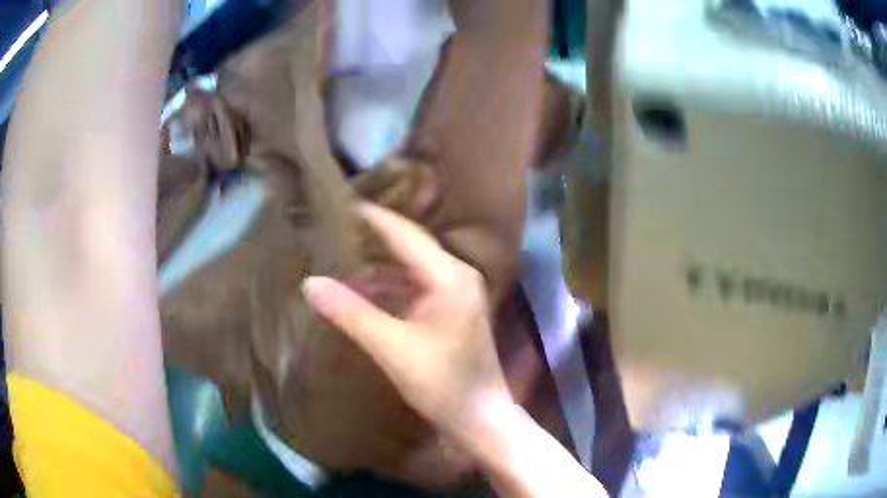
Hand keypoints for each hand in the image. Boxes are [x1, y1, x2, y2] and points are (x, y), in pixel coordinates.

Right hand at [302, 203, 512, 441]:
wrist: (481, 418)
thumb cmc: (442, 384)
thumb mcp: (392, 348)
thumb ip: (351, 313)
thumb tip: (309, 282)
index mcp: (448, 276)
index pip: (404, 234)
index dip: (372, 218)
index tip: (340, 205)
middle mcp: (457, 275)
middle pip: (409, 245)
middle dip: (373, 237)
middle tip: (336, 228)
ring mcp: (458, 293)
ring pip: (412, 266)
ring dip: (380, 263)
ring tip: (343, 254)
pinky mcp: (453, 311)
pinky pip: (417, 285)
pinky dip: (391, 285)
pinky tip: (365, 290)